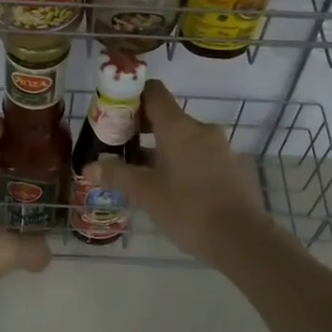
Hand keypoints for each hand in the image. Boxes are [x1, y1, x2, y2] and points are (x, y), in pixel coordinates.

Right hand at [79, 80, 273, 265]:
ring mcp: (218, 148)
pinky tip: (167, 187)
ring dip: (159, 148)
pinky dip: (179, 161)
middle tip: (118, 147)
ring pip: (182, 138)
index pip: (153, 92)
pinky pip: (197, 154)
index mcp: (178, 126)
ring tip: (139, 172)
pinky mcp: (229, 167)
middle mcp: (200, 129)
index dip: (131, 96)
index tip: (114, 113)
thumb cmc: (188, 208)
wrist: (242, 239)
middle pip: (166, 115)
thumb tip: (89, 167)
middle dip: (141, 128)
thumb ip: (117, 175)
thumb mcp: (146, 193)